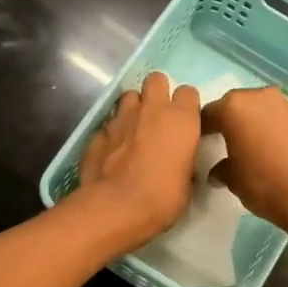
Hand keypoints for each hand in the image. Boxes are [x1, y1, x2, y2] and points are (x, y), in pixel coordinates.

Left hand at [74, 72, 202, 253]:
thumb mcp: (188, 183)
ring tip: (134, 130)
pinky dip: (114, 132)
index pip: (188, 92)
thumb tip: (181, 160)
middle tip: (158, 117)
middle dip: (157, 93)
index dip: (186, 106)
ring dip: (134, 109)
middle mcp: (152, 109)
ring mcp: (121, 117)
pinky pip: (109, 123)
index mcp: (181, 119)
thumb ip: (185, 160)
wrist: (116, 207)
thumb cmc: (163, 197)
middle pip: (156, 80)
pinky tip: (114, 151)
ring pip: (129, 96)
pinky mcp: (98, 132)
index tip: (185, 123)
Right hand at [202, 87, 287, 237]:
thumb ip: (222, 169)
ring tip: (257, 149)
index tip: (200, 143)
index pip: (209, 113)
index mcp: (234, 108)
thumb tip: (219, 171)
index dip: (202, 128)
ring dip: (258, 125)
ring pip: (265, 111)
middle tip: (228, 144)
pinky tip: (281, 154)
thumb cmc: (265, 184)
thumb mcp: (233, 181)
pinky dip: (279, 132)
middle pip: (238, 106)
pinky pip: (286, 121)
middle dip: (232, 122)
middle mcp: (261, 97)